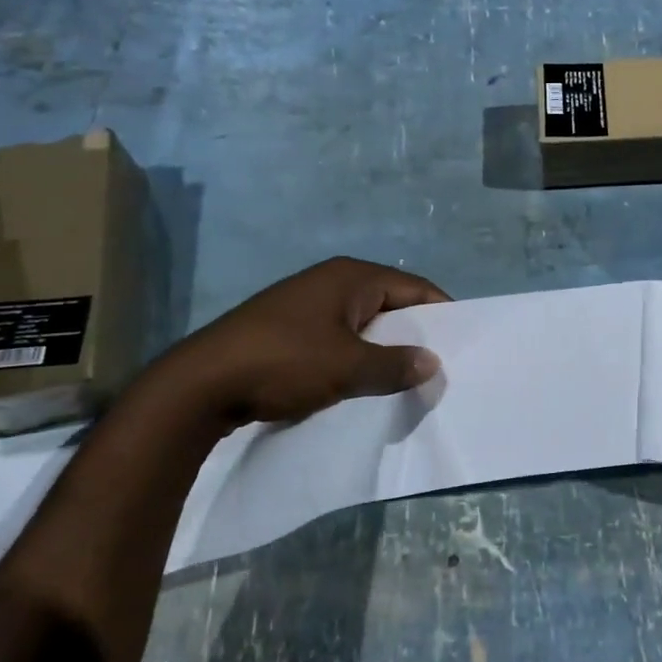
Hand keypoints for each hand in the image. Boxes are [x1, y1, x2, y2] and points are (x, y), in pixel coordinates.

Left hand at [143, 257, 450, 431]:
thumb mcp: (348, 367)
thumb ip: (395, 366)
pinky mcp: (287, 329)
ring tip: (404, 378)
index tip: (462, 343)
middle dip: (413, 333)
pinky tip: (361, 382)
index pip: (414, 288)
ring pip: (362, 323)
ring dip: (383, 348)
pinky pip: (338, 337)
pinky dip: (355, 356)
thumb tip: (432, 364)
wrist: (199, 385)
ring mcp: (306, 304)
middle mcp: (331, 281)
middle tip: (437, 365)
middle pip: (390, 303)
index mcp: (351, 276)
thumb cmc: (284, 362)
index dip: (441, 313)